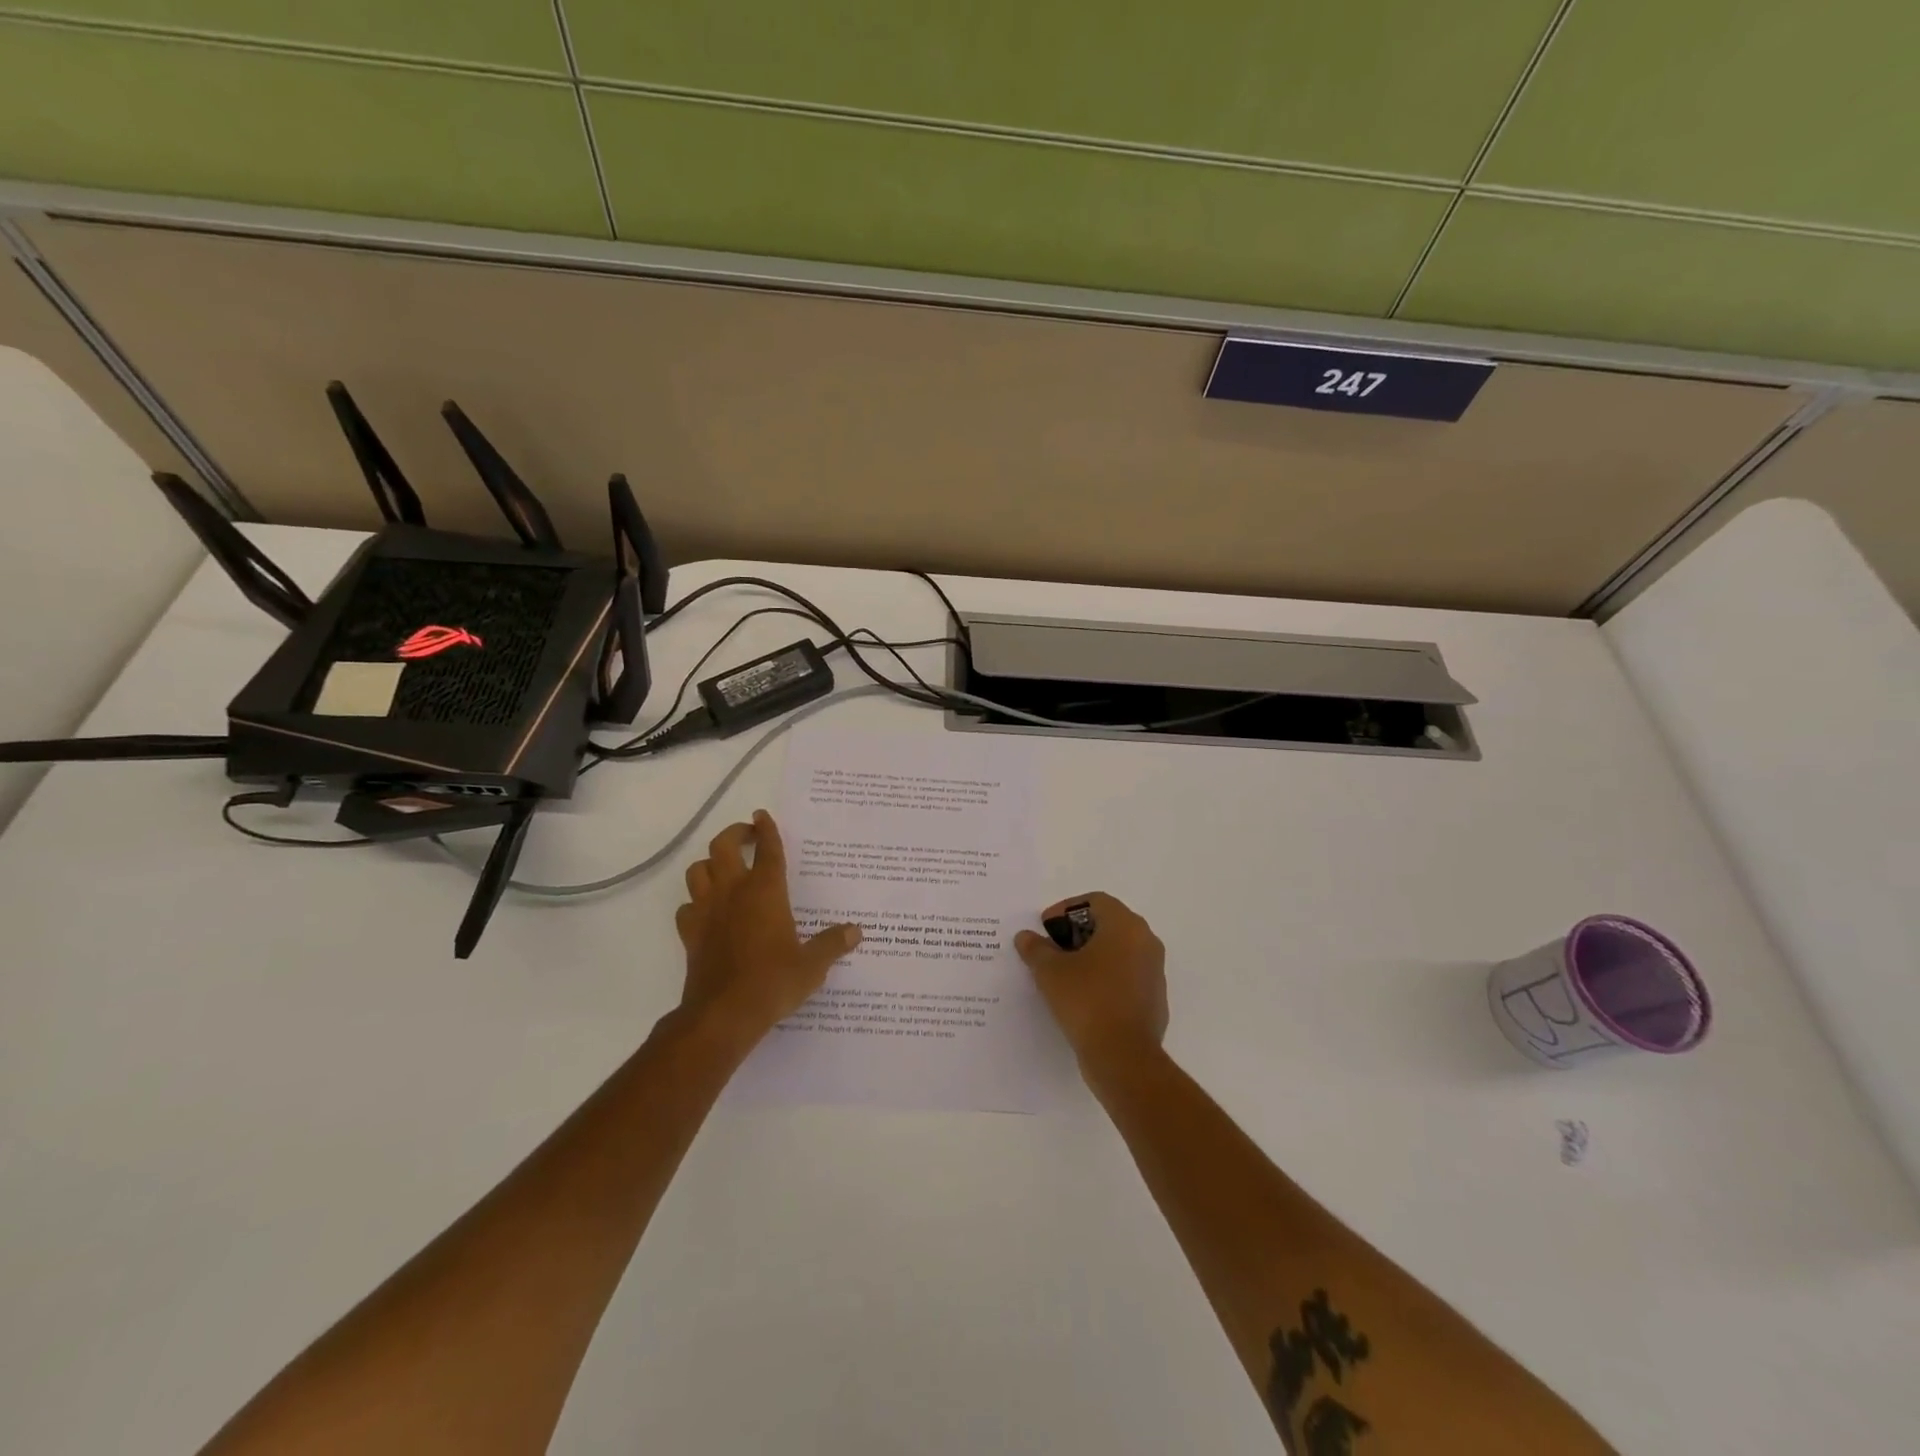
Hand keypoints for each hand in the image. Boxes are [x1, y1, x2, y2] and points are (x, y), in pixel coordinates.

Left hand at [674, 810, 861, 1051]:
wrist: (723, 1015)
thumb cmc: (773, 982)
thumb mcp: (812, 965)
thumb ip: (833, 944)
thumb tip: (856, 931)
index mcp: (765, 891)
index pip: (766, 849)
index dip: (766, 829)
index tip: (763, 815)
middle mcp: (733, 892)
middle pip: (722, 846)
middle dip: (734, 834)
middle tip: (747, 836)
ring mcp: (706, 911)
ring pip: (697, 871)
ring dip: (710, 864)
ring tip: (725, 869)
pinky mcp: (690, 934)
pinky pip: (687, 907)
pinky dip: (696, 903)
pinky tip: (708, 911)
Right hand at [1015, 891, 1167, 1074]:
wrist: (1123, 1057)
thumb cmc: (1087, 1001)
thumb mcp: (1050, 972)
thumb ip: (1036, 949)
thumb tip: (1026, 937)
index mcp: (1125, 925)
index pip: (1095, 901)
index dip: (1066, 910)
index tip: (1046, 930)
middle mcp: (1146, 941)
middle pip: (1108, 923)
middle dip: (1077, 933)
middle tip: (1052, 951)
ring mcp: (1154, 971)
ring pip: (1119, 950)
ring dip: (1092, 956)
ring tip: (1064, 975)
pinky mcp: (1154, 998)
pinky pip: (1127, 976)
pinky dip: (1106, 978)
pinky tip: (1084, 998)